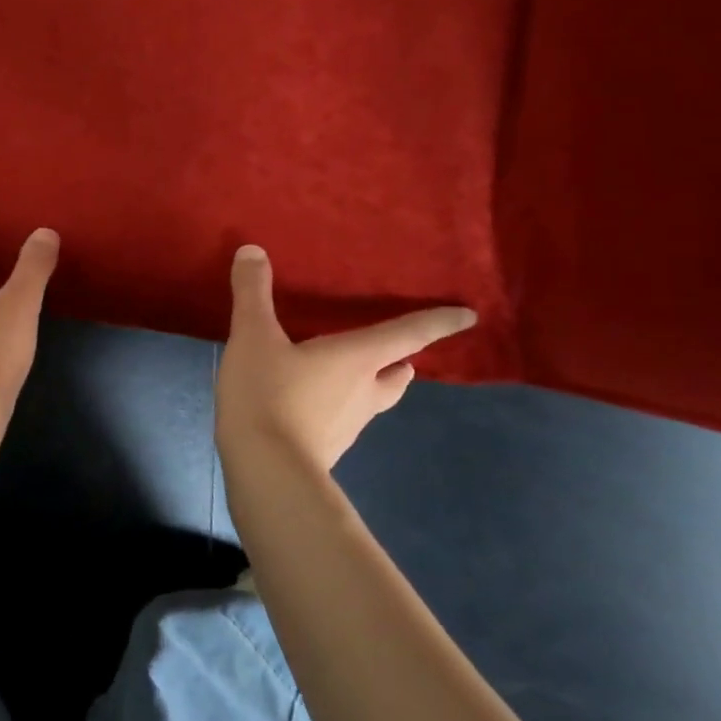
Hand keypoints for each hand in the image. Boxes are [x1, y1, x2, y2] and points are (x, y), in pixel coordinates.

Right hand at [216, 245, 475, 471]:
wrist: (266, 471)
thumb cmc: (269, 394)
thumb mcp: (253, 336)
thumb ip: (253, 293)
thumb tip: (252, 250)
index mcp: (357, 358)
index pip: (407, 334)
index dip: (438, 322)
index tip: (469, 317)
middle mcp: (364, 391)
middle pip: (396, 375)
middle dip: (400, 362)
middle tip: (397, 353)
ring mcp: (348, 426)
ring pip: (373, 401)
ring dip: (371, 386)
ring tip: (351, 375)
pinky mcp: (327, 448)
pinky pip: (342, 421)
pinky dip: (337, 408)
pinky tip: (310, 406)